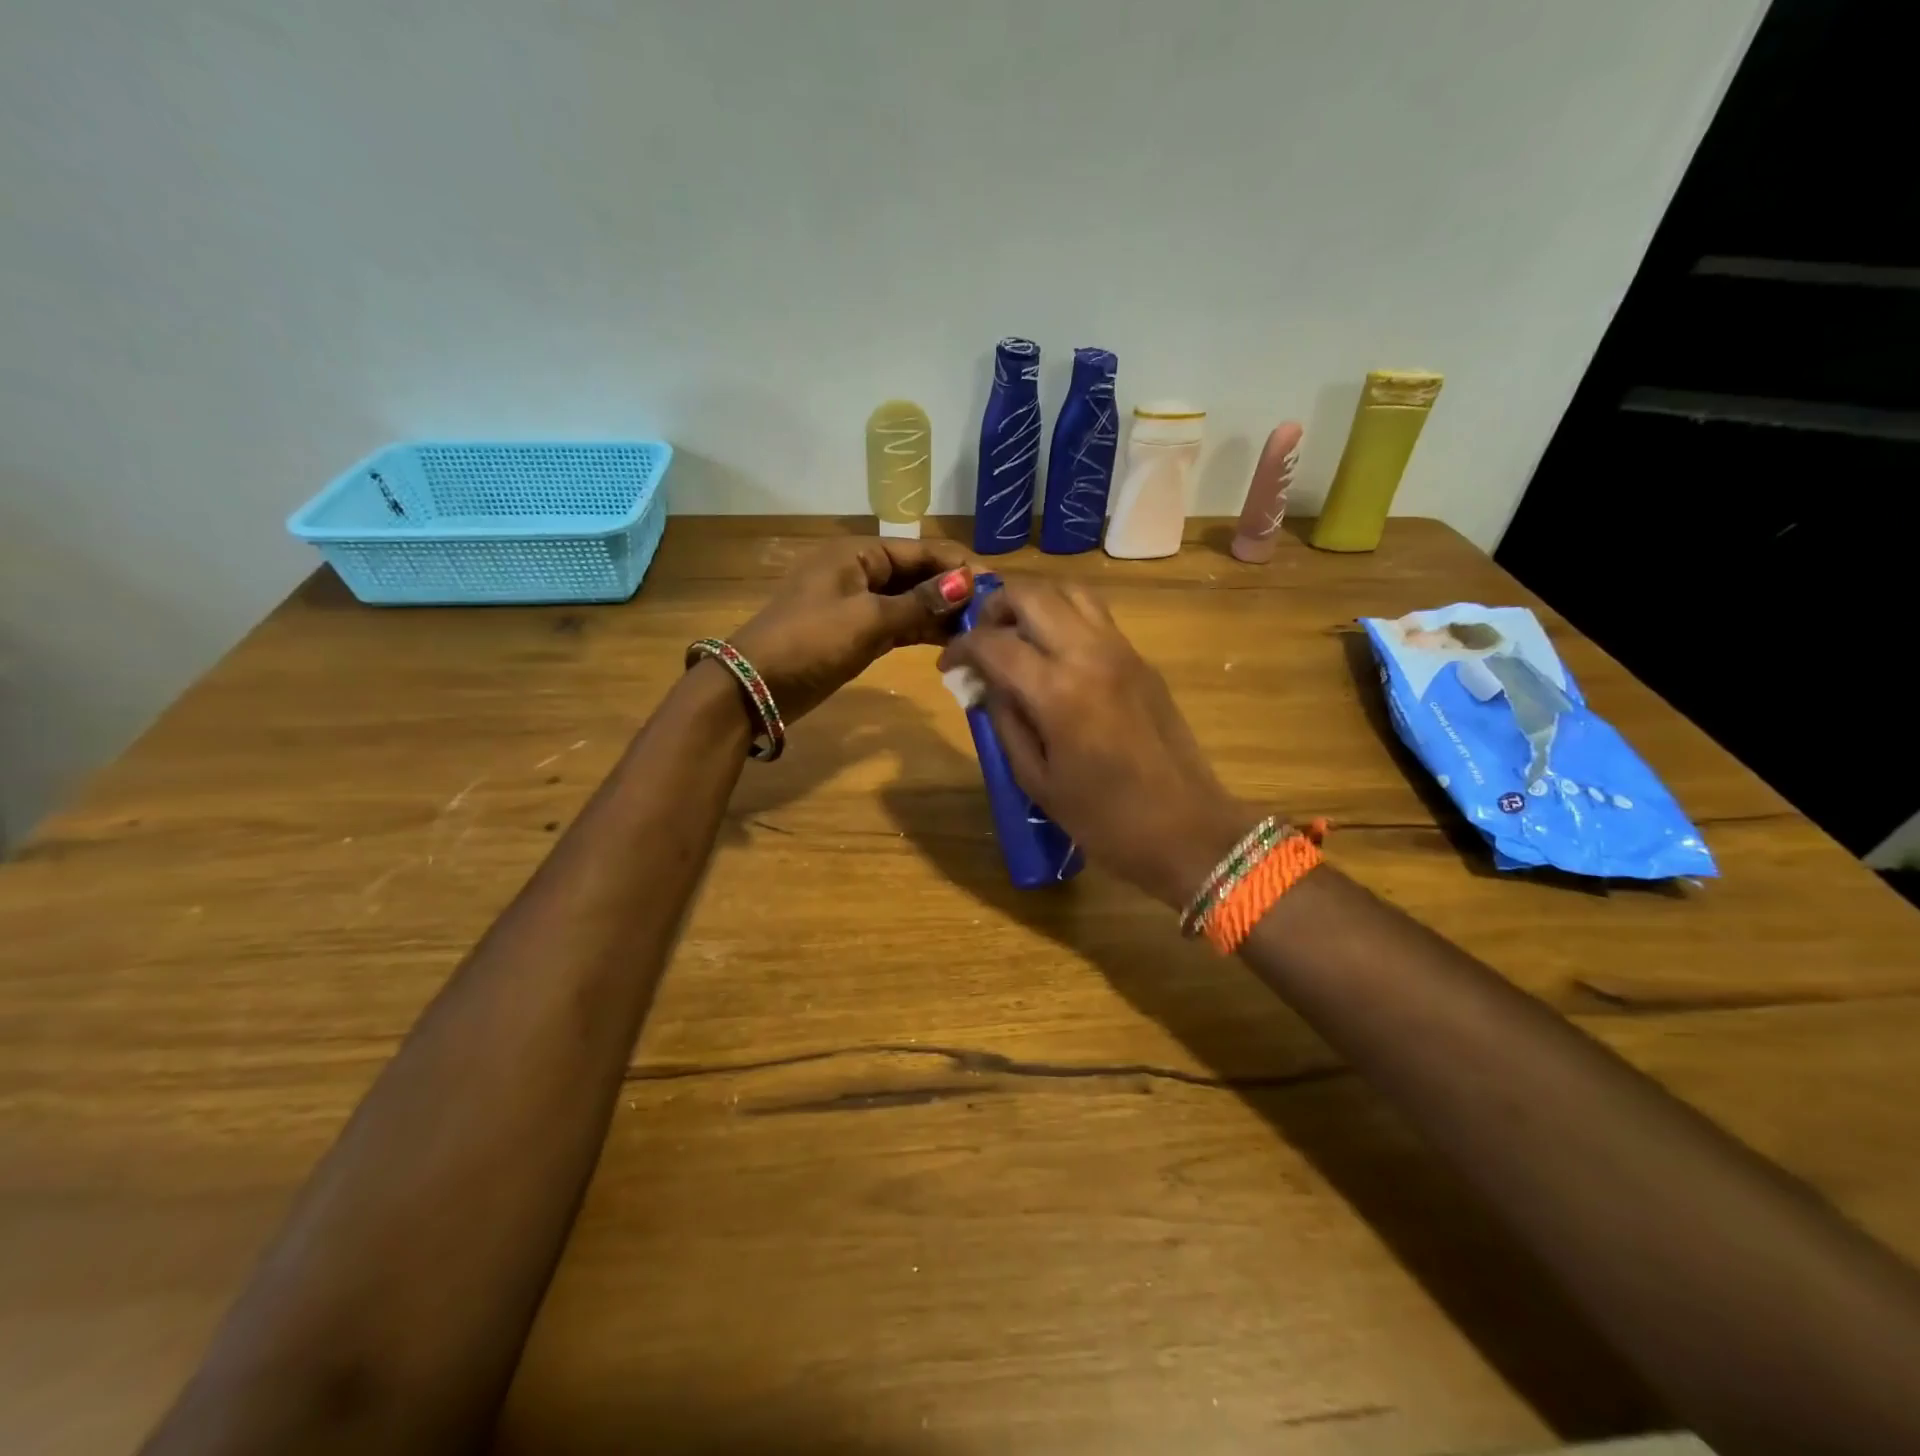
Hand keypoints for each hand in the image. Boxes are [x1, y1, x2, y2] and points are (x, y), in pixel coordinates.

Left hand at [728, 538, 975, 722]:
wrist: (756, 686)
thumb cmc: (810, 641)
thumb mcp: (868, 620)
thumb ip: (920, 602)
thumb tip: (968, 582)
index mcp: (858, 554)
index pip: (920, 550)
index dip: (958, 566)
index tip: (996, 586)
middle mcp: (860, 572)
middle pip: (917, 574)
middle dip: (953, 591)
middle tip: (994, 613)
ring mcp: (858, 604)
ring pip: (910, 601)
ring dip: (941, 614)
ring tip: (980, 630)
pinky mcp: (857, 633)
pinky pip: (898, 624)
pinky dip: (922, 632)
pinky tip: (952, 643)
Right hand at [937, 580, 1262, 907]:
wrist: (1187, 829)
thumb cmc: (1104, 818)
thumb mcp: (1036, 779)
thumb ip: (1004, 721)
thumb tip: (986, 683)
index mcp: (1058, 691)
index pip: (993, 643)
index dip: (961, 647)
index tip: (948, 665)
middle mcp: (1089, 654)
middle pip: (1032, 594)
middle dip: (994, 607)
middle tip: (981, 639)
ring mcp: (1121, 651)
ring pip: (1070, 591)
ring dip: (1034, 602)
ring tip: (1016, 635)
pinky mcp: (1141, 660)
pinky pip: (1095, 615)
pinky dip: (1064, 615)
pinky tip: (1053, 652)